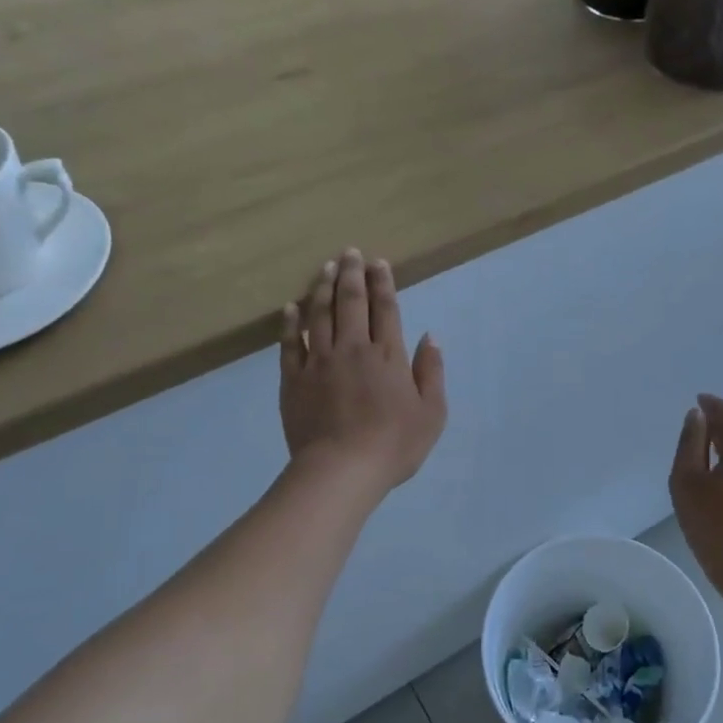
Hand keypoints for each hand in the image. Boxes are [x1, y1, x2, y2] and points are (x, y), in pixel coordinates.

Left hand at [280, 249, 446, 496]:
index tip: (379, 262)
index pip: (385, 309)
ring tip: (325, 267)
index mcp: (387, 355)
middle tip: (350, 252)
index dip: (382, 283)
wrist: (342, 470)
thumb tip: (429, 336)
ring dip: (323, 288)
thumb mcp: (432, 412)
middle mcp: (353, 348)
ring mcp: (320, 362)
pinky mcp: (294, 379)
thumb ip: (431, 372)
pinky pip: (290, 344)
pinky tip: (291, 307)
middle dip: (352, 273)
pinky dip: (290, 323)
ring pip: (319, 314)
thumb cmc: (394, 444)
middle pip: (351, 302)